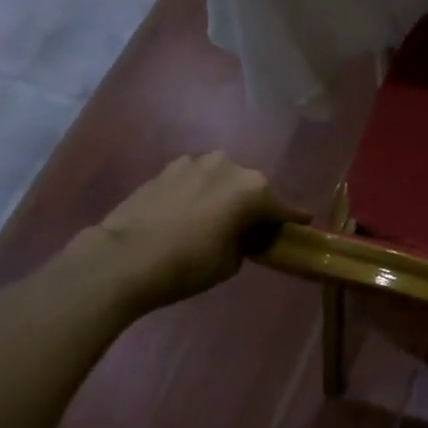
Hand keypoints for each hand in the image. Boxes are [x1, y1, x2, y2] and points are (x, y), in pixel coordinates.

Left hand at [73, 153, 307, 310]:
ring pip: (222, 178)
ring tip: (217, 215)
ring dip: (224, 193)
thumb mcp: (232, 262)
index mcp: (254, 190)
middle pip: (251, 188)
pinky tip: (190, 209)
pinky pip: (194, 179)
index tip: (303, 223)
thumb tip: (240, 233)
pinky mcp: (167, 169)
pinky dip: (198, 191)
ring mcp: (196, 164)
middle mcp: (230, 167)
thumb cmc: (188, 264)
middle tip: (250, 226)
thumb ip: (245, 240)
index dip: (293, 219)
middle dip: (254, 204)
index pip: (283, 208)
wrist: (124, 258)